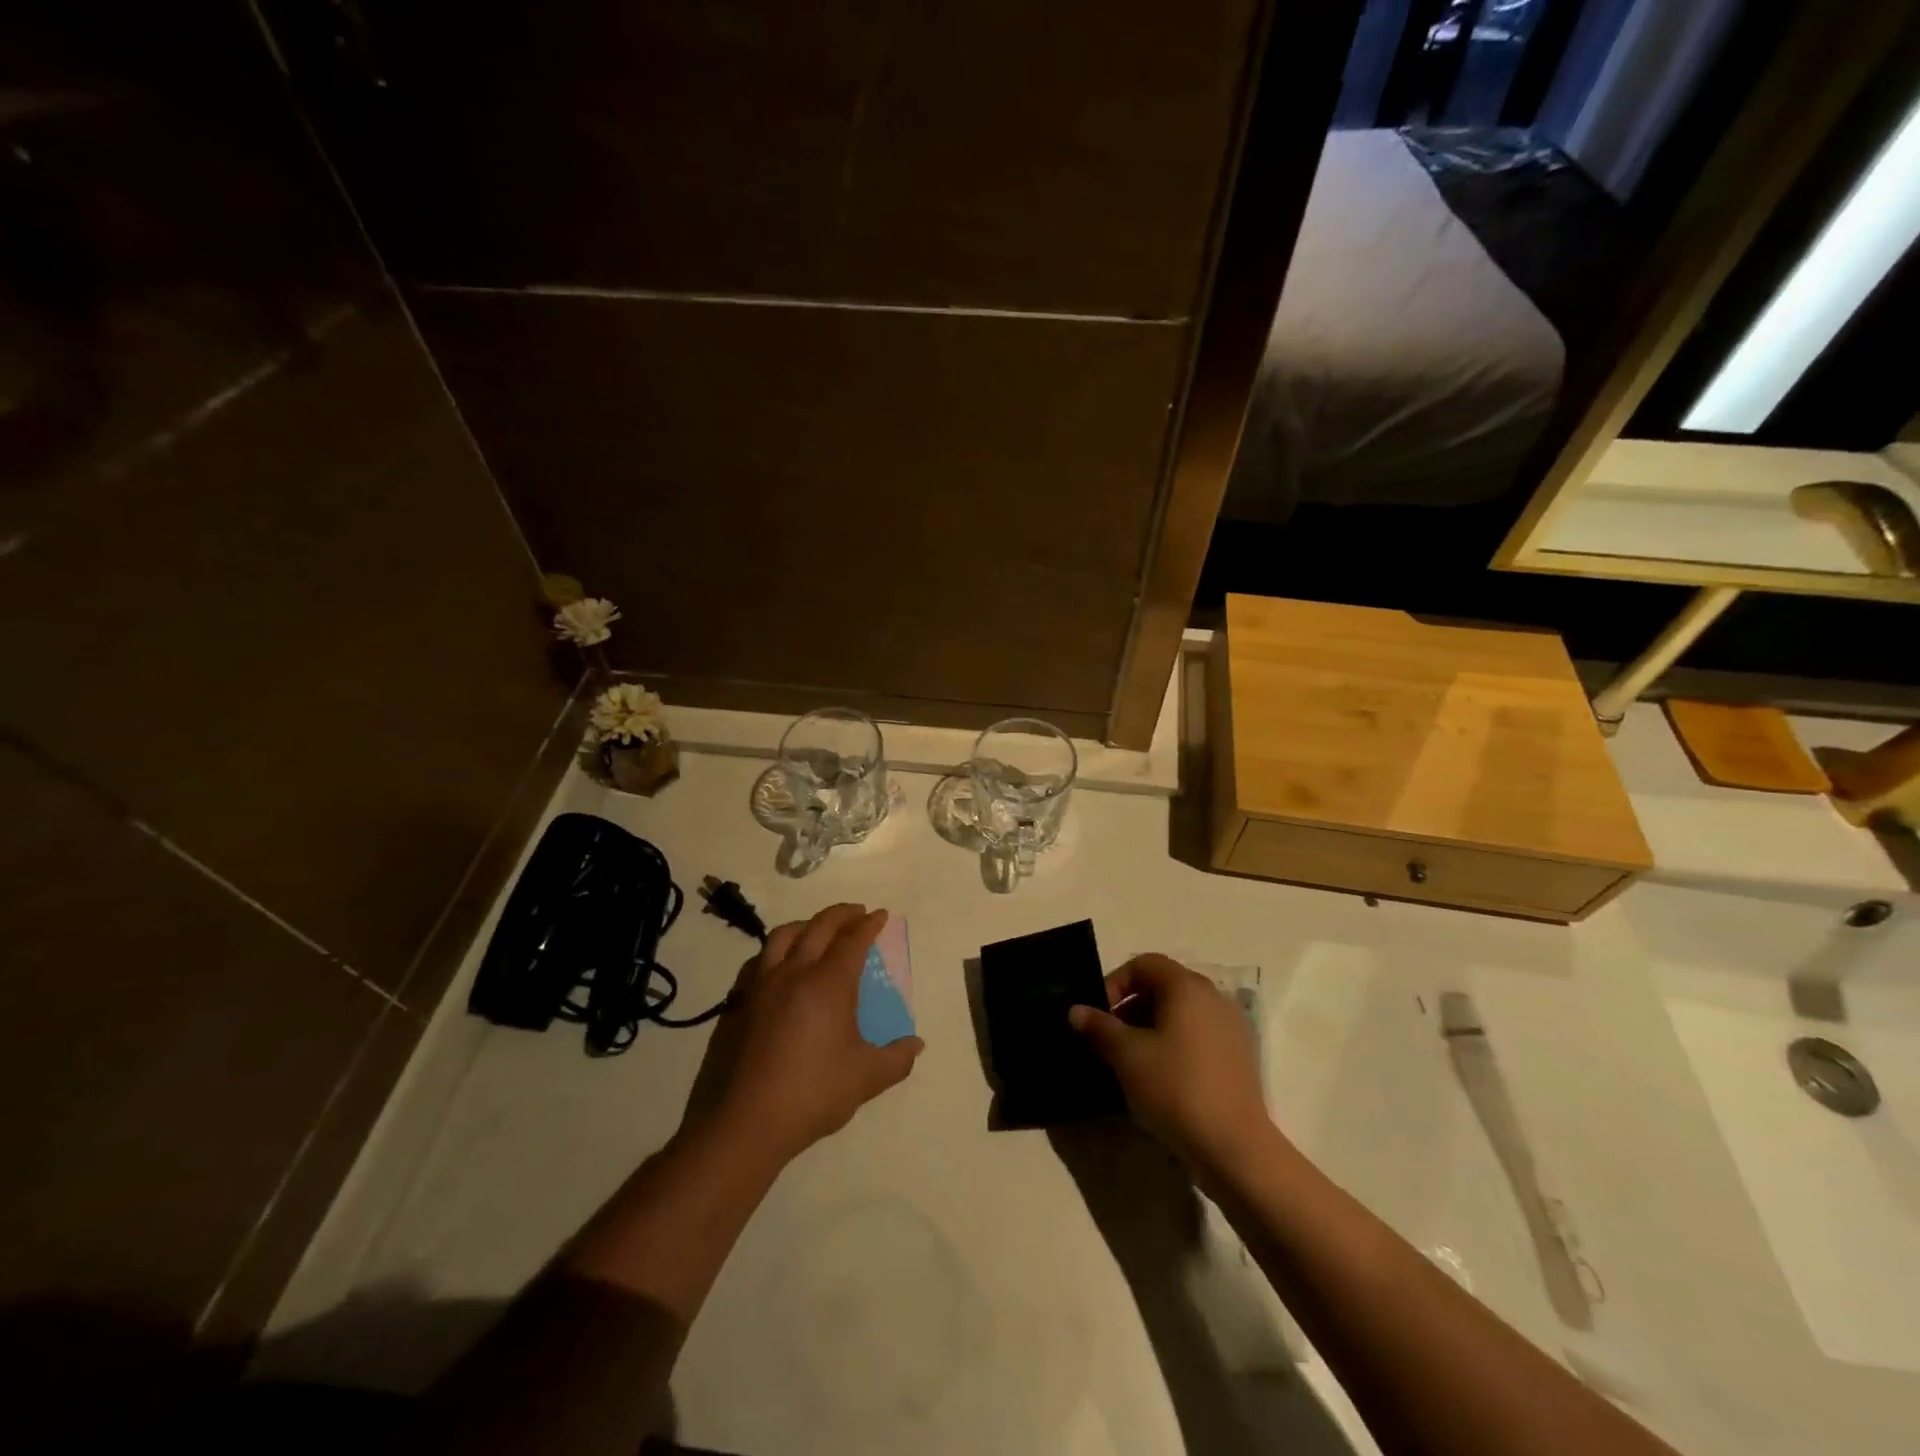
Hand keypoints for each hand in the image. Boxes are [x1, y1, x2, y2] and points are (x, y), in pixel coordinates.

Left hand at [691, 903, 922, 1166]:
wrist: (745, 1121)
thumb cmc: (813, 1093)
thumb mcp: (866, 1079)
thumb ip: (896, 1059)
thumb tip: (917, 1045)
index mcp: (829, 983)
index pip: (852, 940)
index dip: (869, 925)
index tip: (880, 915)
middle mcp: (794, 973)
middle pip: (819, 927)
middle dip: (841, 914)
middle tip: (857, 912)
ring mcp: (761, 985)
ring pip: (783, 936)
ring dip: (806, 925)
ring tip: (817, 929)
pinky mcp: (738, 1003)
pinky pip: (759, 960)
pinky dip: (777, 950)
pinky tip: (780, 964)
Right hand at [1068, 954, 1270, 1171]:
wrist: (1235, 1148)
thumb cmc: (1176, 1089)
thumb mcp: (1127, 1056)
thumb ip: (1099, 1027)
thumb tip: (1076, 1010)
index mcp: (1187, 987)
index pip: (1143, 964)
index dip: (1115, 983)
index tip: (1098, 1015)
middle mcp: (1213, 997)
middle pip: (1163, 986)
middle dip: (1130, 1006)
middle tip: (1110, 1038)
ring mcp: (1230, 1026)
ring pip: (1180, 1012)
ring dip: (1150, 1026)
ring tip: (1131, 1060)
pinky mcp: (1239, 1055)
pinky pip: (1198, 1034)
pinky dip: (1174, 1043)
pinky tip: (1161, 1076)